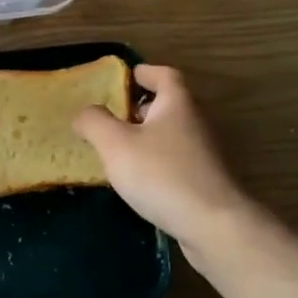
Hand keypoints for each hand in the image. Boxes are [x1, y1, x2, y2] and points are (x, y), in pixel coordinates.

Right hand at [73, 65, 248, 246]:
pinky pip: (174, 160)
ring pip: (170, 135)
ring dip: (145, 137)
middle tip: (110, 115)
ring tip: (116, 150)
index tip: (126, 77)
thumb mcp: (115, 144)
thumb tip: (85, 113)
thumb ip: (94, 122)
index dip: (145, 72)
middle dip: (140, 107)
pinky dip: (154, 161)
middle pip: (167, 105)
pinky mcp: (203, 181)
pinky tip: (137, 180)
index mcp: (177, 103)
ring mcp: (203, 154)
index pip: (164, 75)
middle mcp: (194, 122)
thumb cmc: (161, 174)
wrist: (212, 225)